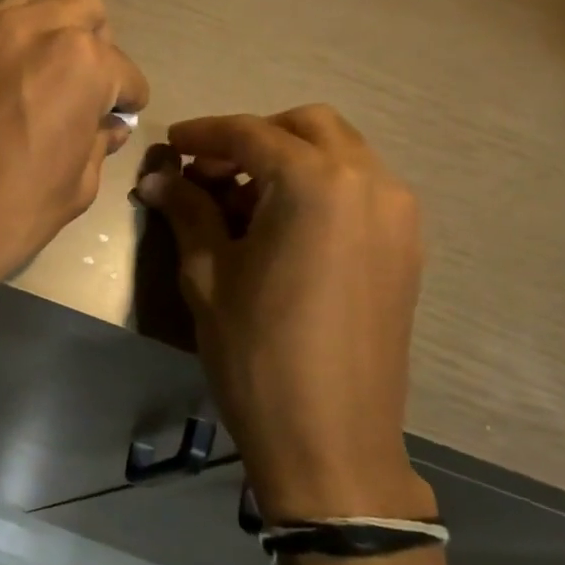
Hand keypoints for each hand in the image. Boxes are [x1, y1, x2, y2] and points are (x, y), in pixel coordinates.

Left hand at [0, 0, 147, 298]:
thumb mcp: (75, 188)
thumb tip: (106, 126)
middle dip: (94, 44)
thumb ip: (97, 144)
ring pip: (32, 7)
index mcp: (79, 62)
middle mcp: (32, 28)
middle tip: (82, 88)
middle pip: (83, 8)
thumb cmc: (9, 216)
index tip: (118, 117)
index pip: (122, 71)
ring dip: (48, 35)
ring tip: (38, 83)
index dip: (126, 100)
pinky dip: (5, 48)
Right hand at [136, 106, 433, 521]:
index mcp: (315, 184)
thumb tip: (159, 178)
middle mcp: (369, 182)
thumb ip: (187, 212)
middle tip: (208, 171)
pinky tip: (282, 227)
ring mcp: (398, 214)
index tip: (171, 144)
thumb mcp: (208, 276)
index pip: (252, 134)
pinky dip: (319, 187)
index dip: (205, 134)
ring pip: (341, 155)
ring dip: (289, 160)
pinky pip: (361, 190)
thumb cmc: (256, 353)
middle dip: (253, 137)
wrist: (330, 437)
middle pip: (308, 127)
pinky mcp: (406, 247)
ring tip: (241, 201)